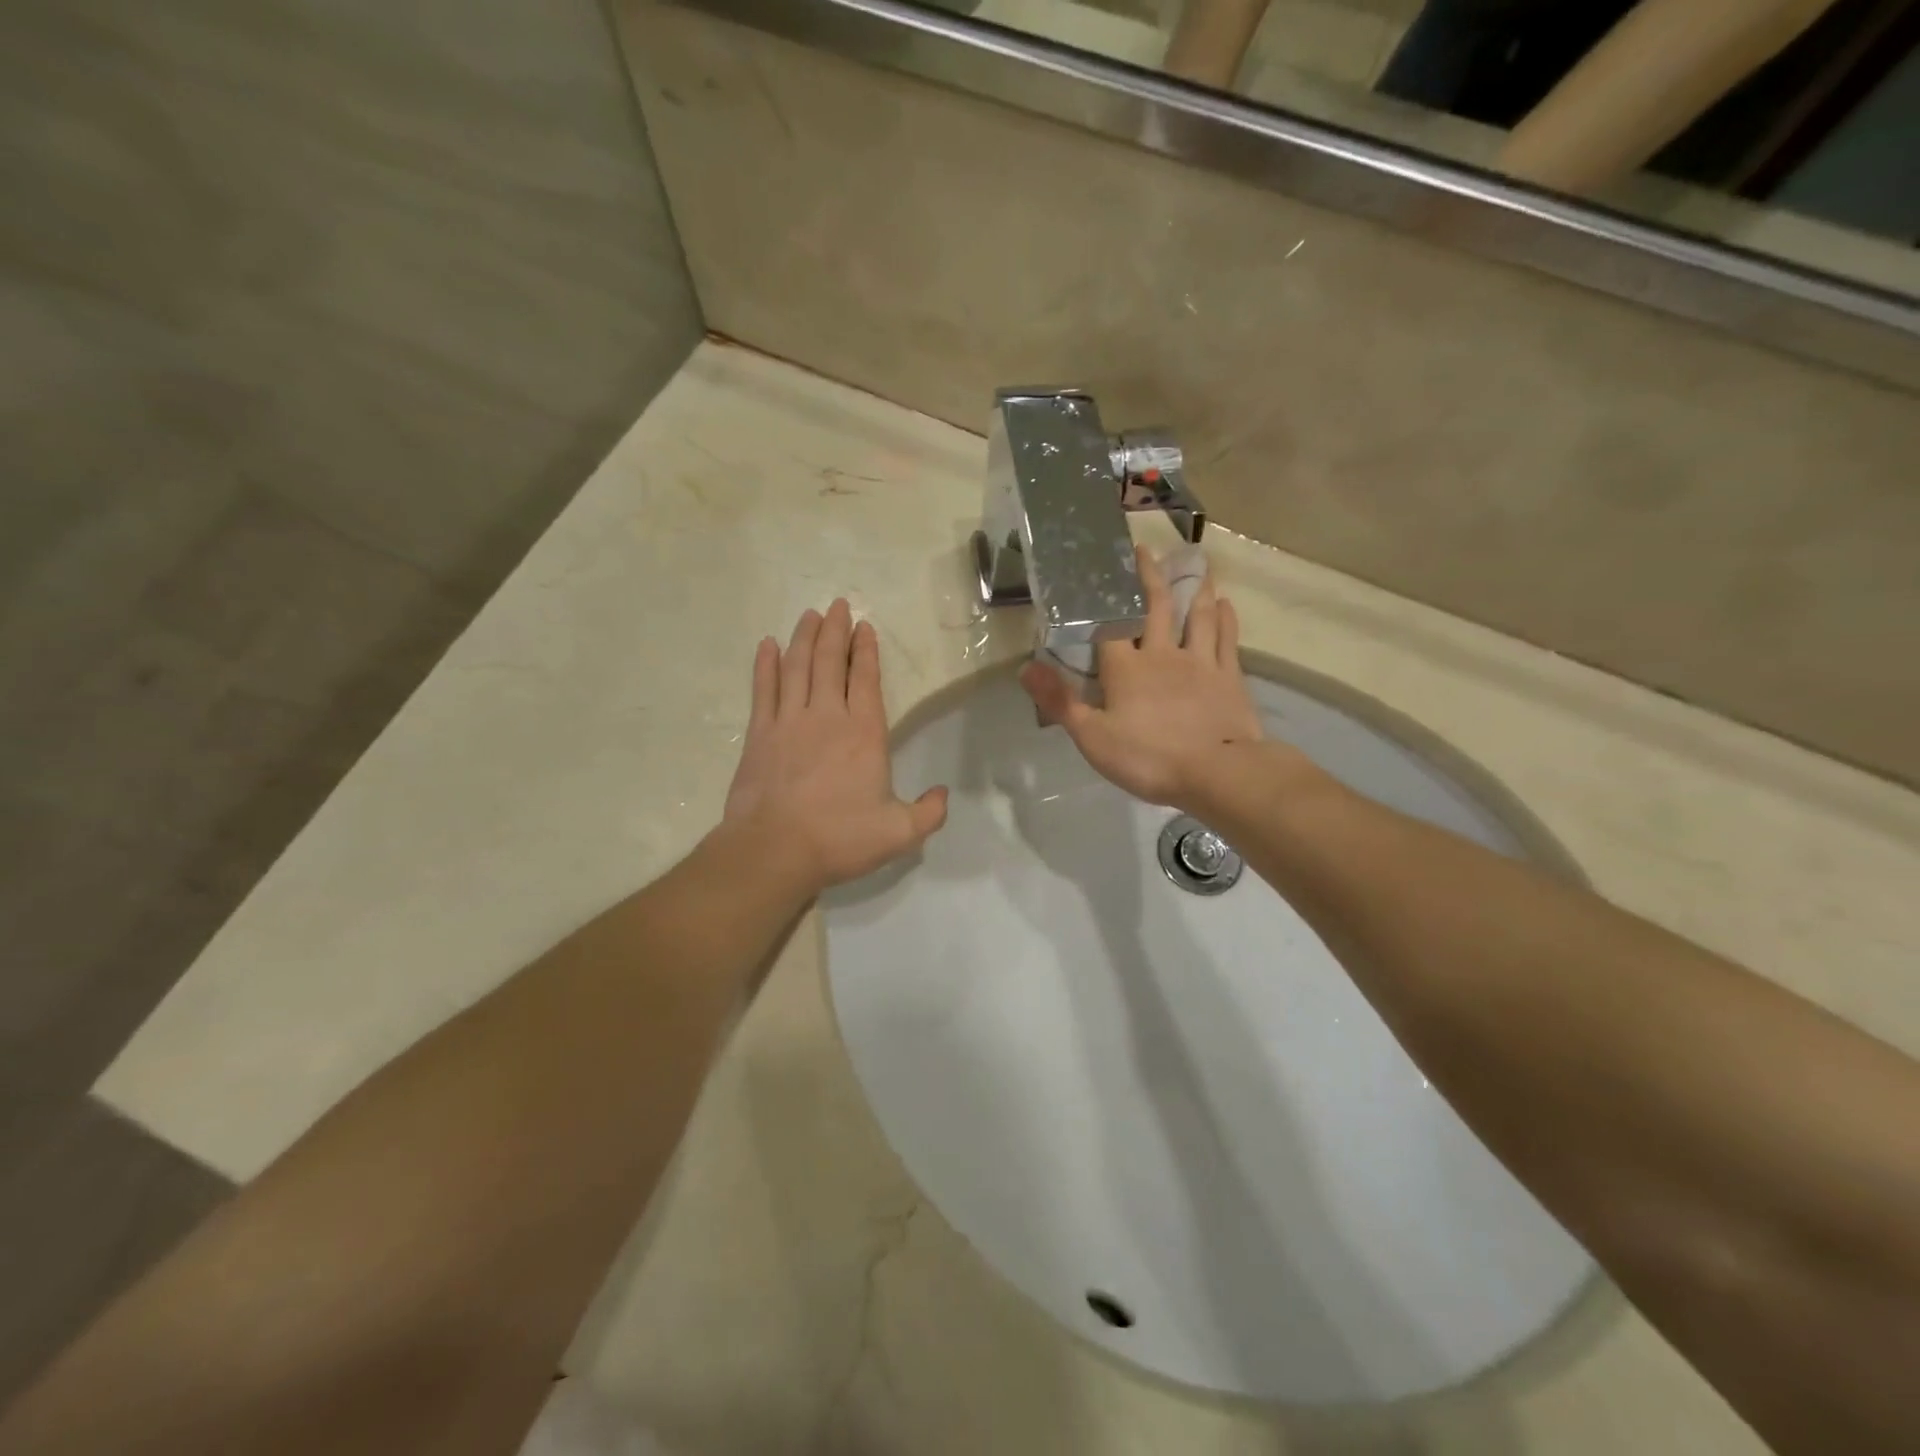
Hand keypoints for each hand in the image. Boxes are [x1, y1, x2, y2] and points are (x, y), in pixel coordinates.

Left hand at [724, 599, 947, 895]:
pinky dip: (764, 665)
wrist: (775, 850)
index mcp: (863, 733)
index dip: (865, 650)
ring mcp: (788, 721)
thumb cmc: (840, 838)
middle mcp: (827, 716)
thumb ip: (928, 813)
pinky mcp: (759, 734)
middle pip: (828, 662)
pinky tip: (766, 645)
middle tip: (836, 605)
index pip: (865, 679)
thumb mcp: (899, 833)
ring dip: (803, 638)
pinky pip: (763, 689)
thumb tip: (943, 795)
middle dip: (834, 631)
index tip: (864, 626)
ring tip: (809, 615)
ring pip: (796, 667)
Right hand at [1020, 550, 1265, 809]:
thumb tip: (1025, 668)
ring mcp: (1200, 663)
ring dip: (1195, 590)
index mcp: (1126, 668)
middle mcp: (1163, 654)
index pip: (1110, 625)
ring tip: (1195, 568)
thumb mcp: (1092, 737)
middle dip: (1149, 578)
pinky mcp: (1229, 677)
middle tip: (1145, 550)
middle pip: (1157, 607)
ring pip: (1197, 616)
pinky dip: (1225, 619)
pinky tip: (1225, 605)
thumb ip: (1060, 701)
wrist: (1217, 773)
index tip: (1101, 571)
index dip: (1105, 598)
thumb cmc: (1148, 758)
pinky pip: (1226, 640)